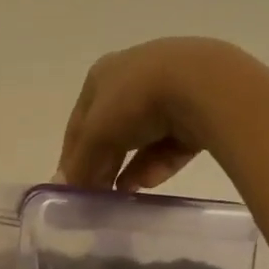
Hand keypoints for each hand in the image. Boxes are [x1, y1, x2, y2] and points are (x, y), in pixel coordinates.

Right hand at [57, 37, 238, 190]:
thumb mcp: (96, 135)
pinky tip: (150, 181)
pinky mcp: (200, 106)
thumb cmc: (135, 101)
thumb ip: (79, 164)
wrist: (204, 85)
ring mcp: (170, 89)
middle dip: (104, 163)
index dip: (72, 156)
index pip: (79, 122)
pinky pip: (173, 140)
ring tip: (124, 193)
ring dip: (130, 166)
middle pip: (111, 130)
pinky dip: (160, 161)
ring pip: (143, 137)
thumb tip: (63, 186)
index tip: (70, 186)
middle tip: (98, 193)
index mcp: (101, 74)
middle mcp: (133, 76)